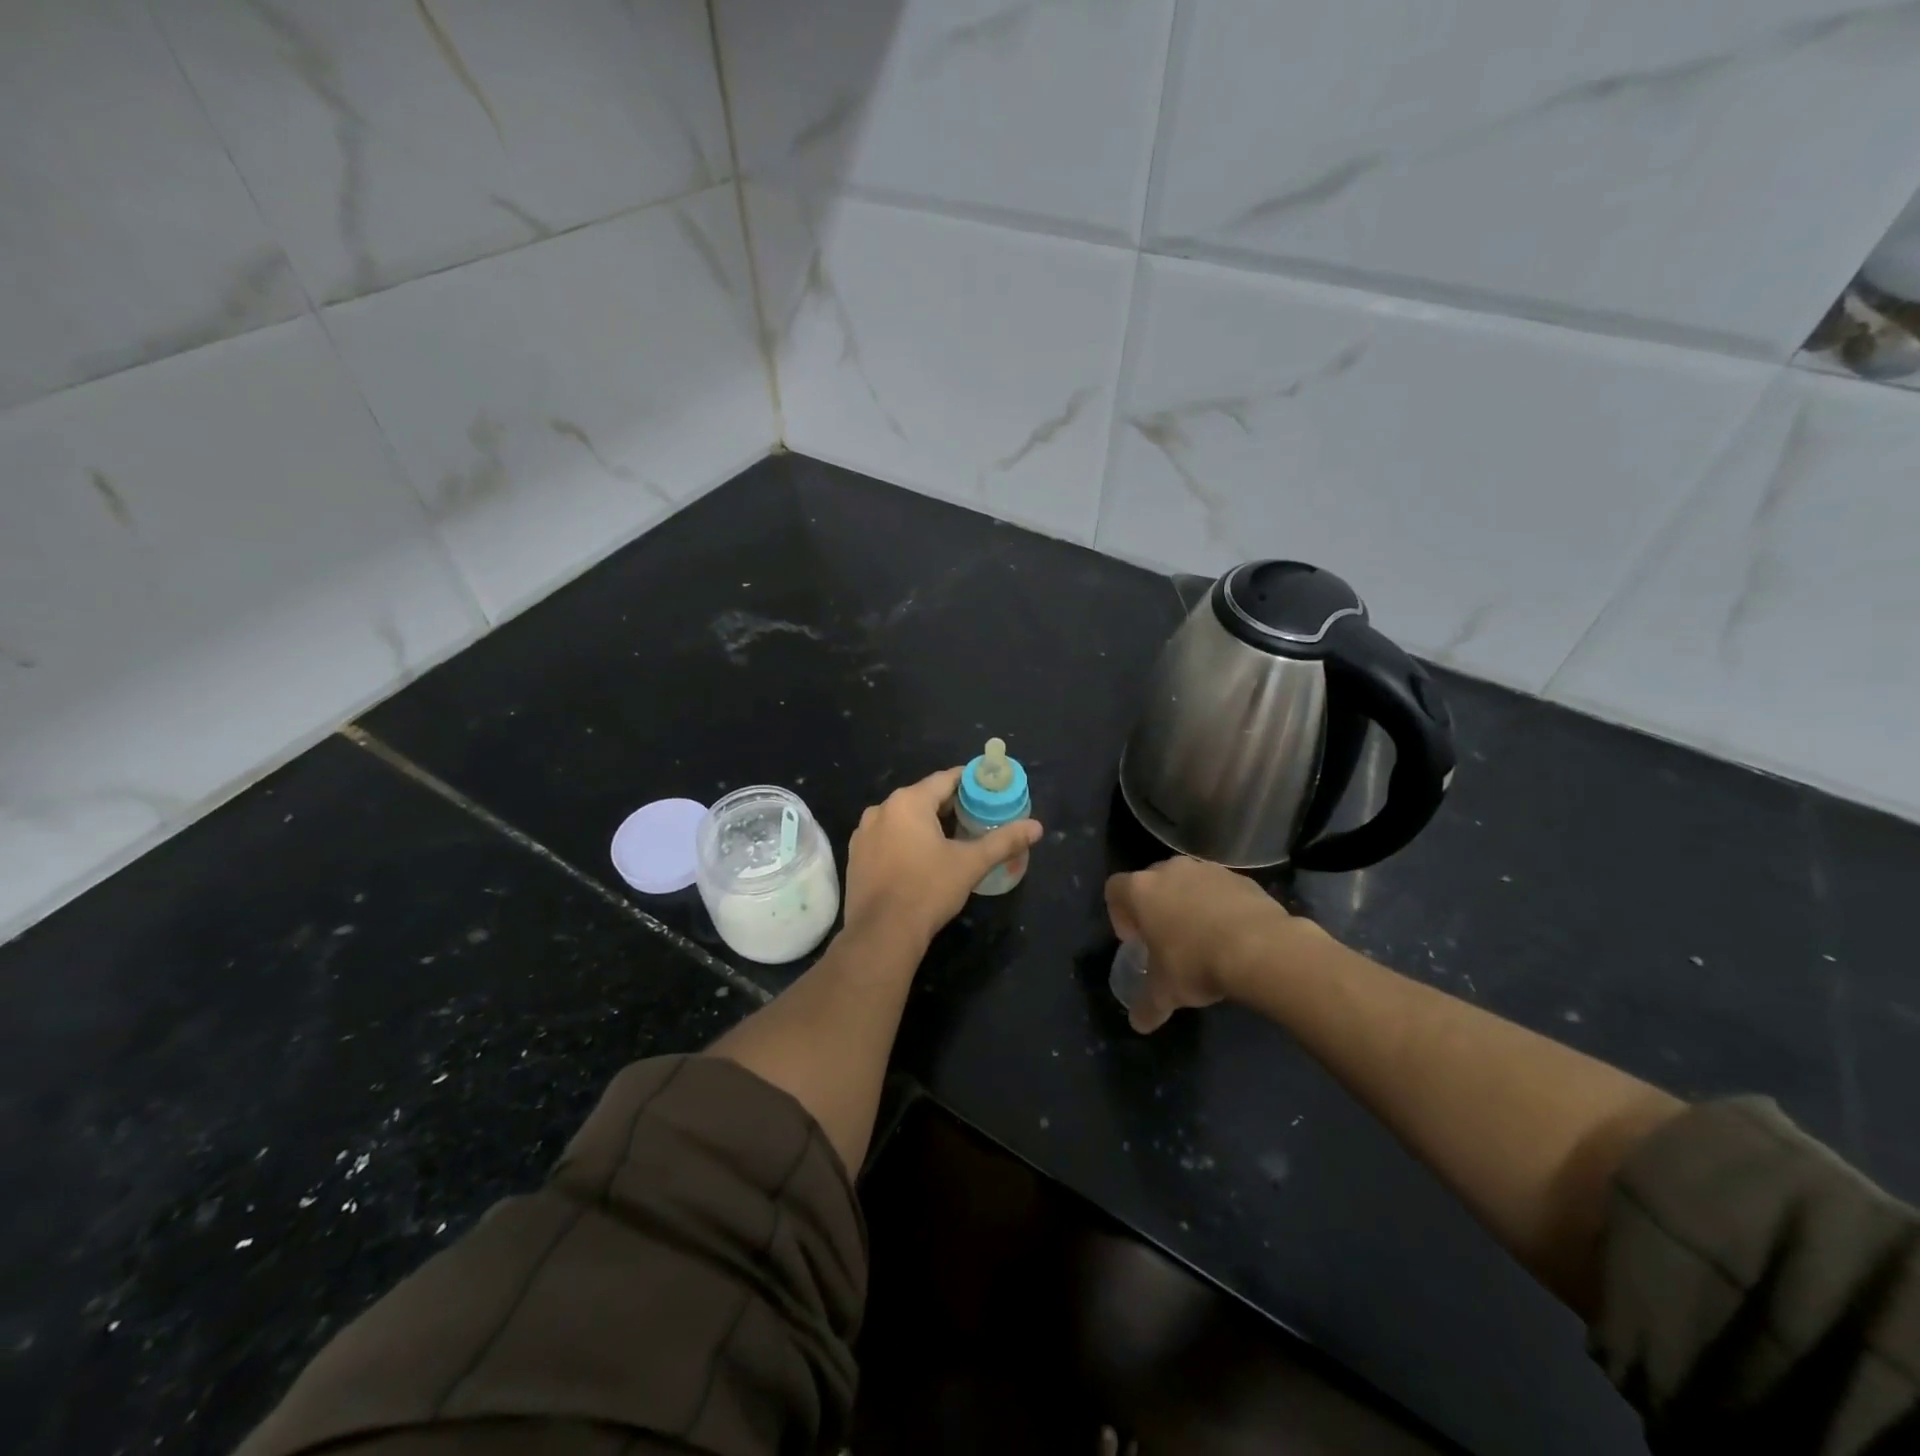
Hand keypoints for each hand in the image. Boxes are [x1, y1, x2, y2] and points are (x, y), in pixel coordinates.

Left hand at [843, 767, 1042, 948]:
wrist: (882, 933)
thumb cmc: (928, 890)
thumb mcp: (971, 864)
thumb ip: (1004, 841)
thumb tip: (1037, 827)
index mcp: (908, 802)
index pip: (946, 779)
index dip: (970, 783)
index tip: (989, 791)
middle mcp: (881, 809)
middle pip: (923, 797)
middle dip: (950, 806)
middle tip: (976, 818)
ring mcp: (864, 833)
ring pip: (903, 818)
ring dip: (926, 824)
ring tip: (951, 840)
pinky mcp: (856, 856)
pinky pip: (887, 837)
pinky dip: (905, 841)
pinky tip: (920, 860)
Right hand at [1105, 857, 1300, 1032]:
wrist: (1260, 949)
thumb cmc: (1196, 963)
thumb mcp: (1165, 992)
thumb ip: (1147, 1005)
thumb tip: (1138, 1023)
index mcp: (1142, 889)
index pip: (1115, 889)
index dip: (1119, 914)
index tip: (1135, 940)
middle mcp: (1171, 870)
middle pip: (1152, 881)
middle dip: (1155, 907)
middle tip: (1165, 939)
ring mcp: (1207, 870)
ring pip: (1187, 882)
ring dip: (1188, 904)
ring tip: (1202, 938)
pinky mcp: (1240, 878)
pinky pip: (1219, 889)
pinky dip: (1219, 906)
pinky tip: (1230, 935)